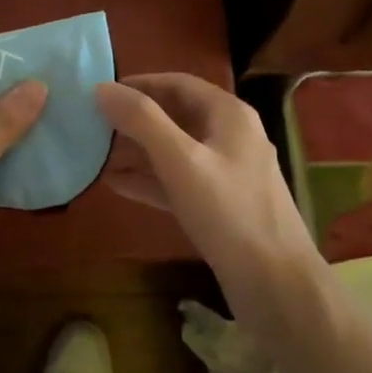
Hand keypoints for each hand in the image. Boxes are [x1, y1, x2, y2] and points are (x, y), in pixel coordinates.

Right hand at [97, 74, 323, 326]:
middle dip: (134, 119)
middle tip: (92, 123)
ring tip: (95, 153)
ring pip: (174, 151)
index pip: (177, 83)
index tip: (101, 91)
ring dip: (137, 151)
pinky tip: (115, 185)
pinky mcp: (220, 207)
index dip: (139, 84)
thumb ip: (141, 121)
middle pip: (175, 115)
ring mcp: (227, 173)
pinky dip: (149, 180)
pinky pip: (178, 181)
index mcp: (229, 114)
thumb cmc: (229, 213)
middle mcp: (230, 136)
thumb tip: (101, 88)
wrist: (279, 289)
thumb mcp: (181, 161)